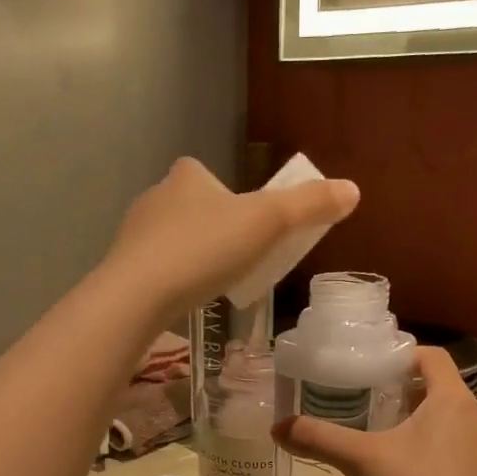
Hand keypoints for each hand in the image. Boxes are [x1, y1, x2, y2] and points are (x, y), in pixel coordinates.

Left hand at [99, 158, 359, 320]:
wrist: (137, 295)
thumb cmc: (204, 250)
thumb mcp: (267, 224)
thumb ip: (309, 206)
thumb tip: (353, 190)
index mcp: (188, 176)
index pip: (216, 178)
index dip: (238, 201)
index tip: (252, 231)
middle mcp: (156, 195)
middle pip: (197, 209)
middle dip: (218, 232)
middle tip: (239, 263)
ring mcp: (134, 232)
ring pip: (175, 239)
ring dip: (195, 257)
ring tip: (212, 285)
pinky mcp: (123, 265)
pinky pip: (157, 267)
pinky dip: (174, 279)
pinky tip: (184, 299)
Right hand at [274, 347, 476, 475]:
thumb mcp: (362, 461)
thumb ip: (320, 439)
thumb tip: (278, 428)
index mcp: (453, 399)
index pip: (432, 356)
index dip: (402, 356)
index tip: (371, 370)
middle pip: (438, 388)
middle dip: (403, 393)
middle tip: (365, 405)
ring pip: (448, 420)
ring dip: (418, 422)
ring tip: (381, 439)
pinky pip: (456, 447)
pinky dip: (432, 449)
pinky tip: (405, 473)